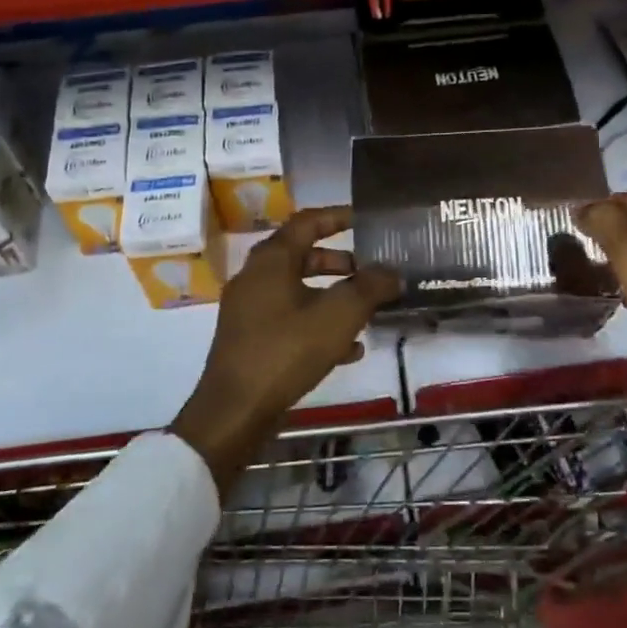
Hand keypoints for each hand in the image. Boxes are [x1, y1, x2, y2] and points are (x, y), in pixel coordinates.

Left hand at [171, 207, 399, 497]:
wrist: (234, 411)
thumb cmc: (286, 351)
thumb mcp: (338, 315)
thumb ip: (369, 288)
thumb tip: (392, 272)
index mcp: (272, 260)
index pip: (307, 222)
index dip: (338, 216)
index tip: (365, 219)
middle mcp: (256, 277)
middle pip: (302, 256)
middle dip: (339, 262)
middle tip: (370, 270)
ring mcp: (249, 309)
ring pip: (297, 290)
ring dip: (332, 295)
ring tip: (366, 310)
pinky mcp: (249, 339)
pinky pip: (289, 319)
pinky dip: (317, 323)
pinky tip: (349, 349)